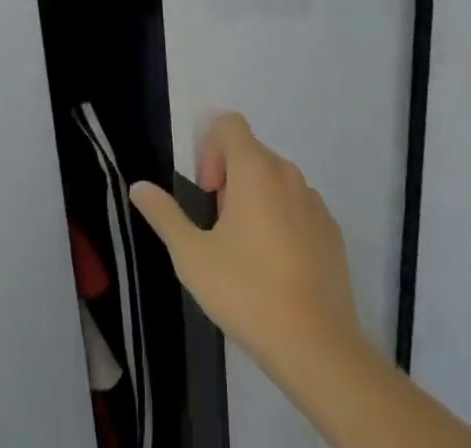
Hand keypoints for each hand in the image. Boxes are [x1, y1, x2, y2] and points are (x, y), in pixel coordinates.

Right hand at [130, 114, 363, 378]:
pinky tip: (278, 268)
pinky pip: (299, 207)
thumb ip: (164, 215)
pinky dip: (284, 220)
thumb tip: (139, 186)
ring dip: (257, 199)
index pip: (229, 124)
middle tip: (220, 229)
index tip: (208, 194)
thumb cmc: (248, 292)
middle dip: (230, 179)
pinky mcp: (332, 230)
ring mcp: (314, 201)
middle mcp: (287, 172)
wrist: (317, 347)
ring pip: (276, 180)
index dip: (210, 149)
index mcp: (254, 167)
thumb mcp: (192, 257)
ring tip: (247, 252)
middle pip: (251, 152)